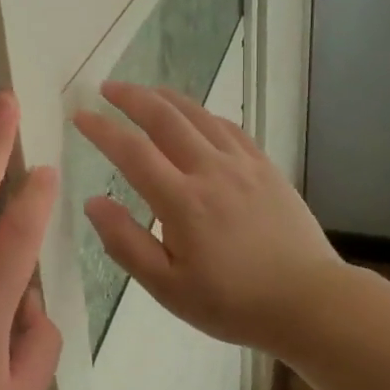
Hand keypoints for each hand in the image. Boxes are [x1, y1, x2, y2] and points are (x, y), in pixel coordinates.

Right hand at [72, 82, 340, 352]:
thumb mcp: (168, 288)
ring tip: (145, 91)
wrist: (310, 302)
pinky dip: (205, 115)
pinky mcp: (266, 168)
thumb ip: (126, 243)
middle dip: (132, 98)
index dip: (102, 129)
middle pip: (165, 119)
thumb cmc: (232, 302)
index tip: (80, 115)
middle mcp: (211, 171)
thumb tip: (94, 202)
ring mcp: (243, 165)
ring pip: (199, 116)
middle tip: (107, 87)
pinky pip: (230, 128)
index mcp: (182, 202)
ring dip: (167, 98)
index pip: (132, 152)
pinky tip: (196, 116)